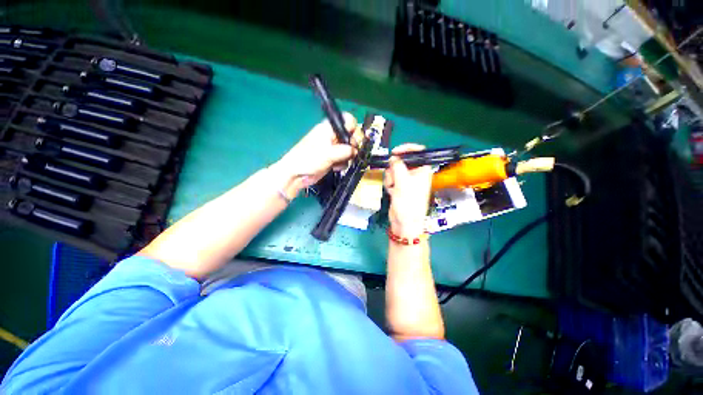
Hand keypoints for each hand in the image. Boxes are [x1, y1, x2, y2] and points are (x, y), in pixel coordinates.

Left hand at [272, 113, 360, 196]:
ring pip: (349, 149)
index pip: (346, 120)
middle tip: (349, 153)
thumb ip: (345, 150)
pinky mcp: (333, 158)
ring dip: (347, 157)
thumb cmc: (308, 159)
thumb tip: (355, 151)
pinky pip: (344, 159)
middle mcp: (332, 136)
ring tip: (339, 162)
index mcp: (329, 128)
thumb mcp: (328, 153)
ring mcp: (333, 148)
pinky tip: (335, 167)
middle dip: (352, 146)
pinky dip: (342, 163)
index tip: (353, 138)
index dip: (353, 127)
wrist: (297, 175)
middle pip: (350, 136)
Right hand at [384, 144, 432, 237]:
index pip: (418, 152)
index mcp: (423, 170)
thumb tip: (392, 158)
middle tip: (393, 177)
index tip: (394, 152)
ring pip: (395, 170)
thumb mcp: (403, 181)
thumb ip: (397, 166)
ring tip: (392, 187)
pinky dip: (389, 183)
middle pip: (402, 161)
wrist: (404, 221)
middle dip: (394, 168)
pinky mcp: (399, 187)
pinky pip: (392, 178)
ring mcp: (407, 181)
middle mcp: (416, 173)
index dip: (406, 149)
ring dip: (390, 177)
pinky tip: (391, 191)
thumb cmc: (408, 202)